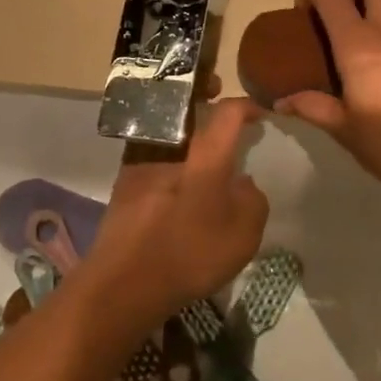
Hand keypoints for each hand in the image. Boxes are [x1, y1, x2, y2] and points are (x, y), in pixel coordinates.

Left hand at [82, 99, 268, 330]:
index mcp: (204, 159)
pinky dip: (165, 153)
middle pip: (187, 109)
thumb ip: (252, 201)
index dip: (245, 106)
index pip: (227, 114)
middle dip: (203, 98)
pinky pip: (149, 153)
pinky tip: (173, 177)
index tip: (258, 113)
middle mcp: (169, 150)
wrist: (122, 283)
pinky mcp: (122, 183)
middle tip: (216, 101)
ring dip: (181, 125)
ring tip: (196, 142)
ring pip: (165, 129)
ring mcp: (139, 164)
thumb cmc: (189, 257)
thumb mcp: (242, 238)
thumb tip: (242, 182)